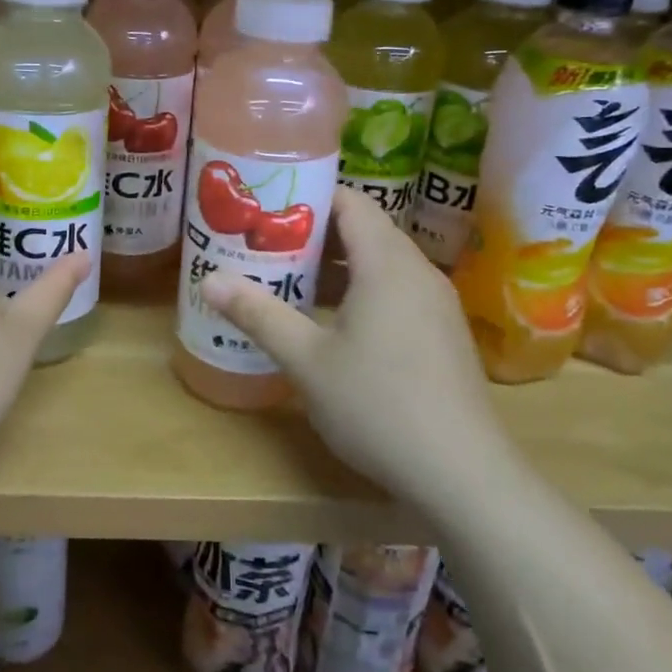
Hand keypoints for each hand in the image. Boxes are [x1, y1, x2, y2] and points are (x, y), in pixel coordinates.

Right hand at [201, 188, 506, 507]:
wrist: (463, 475)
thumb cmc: (377, 405)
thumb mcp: (306, 360)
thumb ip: (258, 313)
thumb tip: (208, 279)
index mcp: (386, 263)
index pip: (350, 202)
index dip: (308, 196)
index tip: (267, 207)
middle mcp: (417, 272)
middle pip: (364, 229)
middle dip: (314, 233)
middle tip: (266, 244)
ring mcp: (435, 304)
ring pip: (380, 263)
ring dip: (336, 265)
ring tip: (289, 280)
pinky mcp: (442, 333)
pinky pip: (396, 290)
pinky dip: (361, 290)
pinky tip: (331, 323)